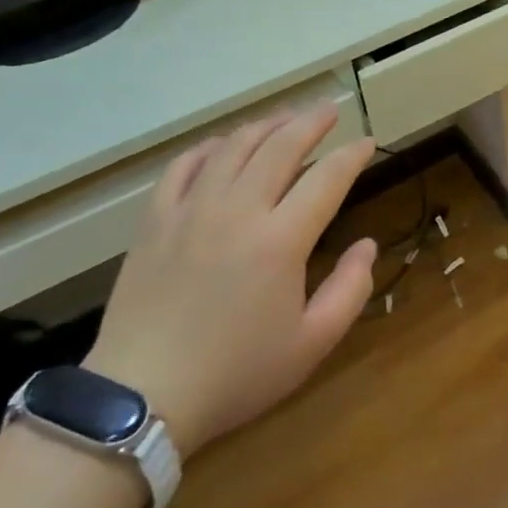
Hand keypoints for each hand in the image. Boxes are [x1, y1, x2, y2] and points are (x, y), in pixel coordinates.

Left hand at [85, 104, 376, 456]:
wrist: (140, 398)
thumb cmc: (236, 373)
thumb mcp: (312, 344)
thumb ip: (350, 289)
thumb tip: (367, 245)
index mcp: (281, 240)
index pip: (327, 178)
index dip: (351, 155)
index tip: (367, 142)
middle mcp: (238, 210)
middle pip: (280, 146)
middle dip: (311, 122)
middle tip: (330, 110)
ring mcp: (191, 210)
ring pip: (233, 147)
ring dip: (265, 126)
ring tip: (285, 119)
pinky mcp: (155, 220)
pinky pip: (183, 165)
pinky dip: (209, 147)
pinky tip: (223, 146)